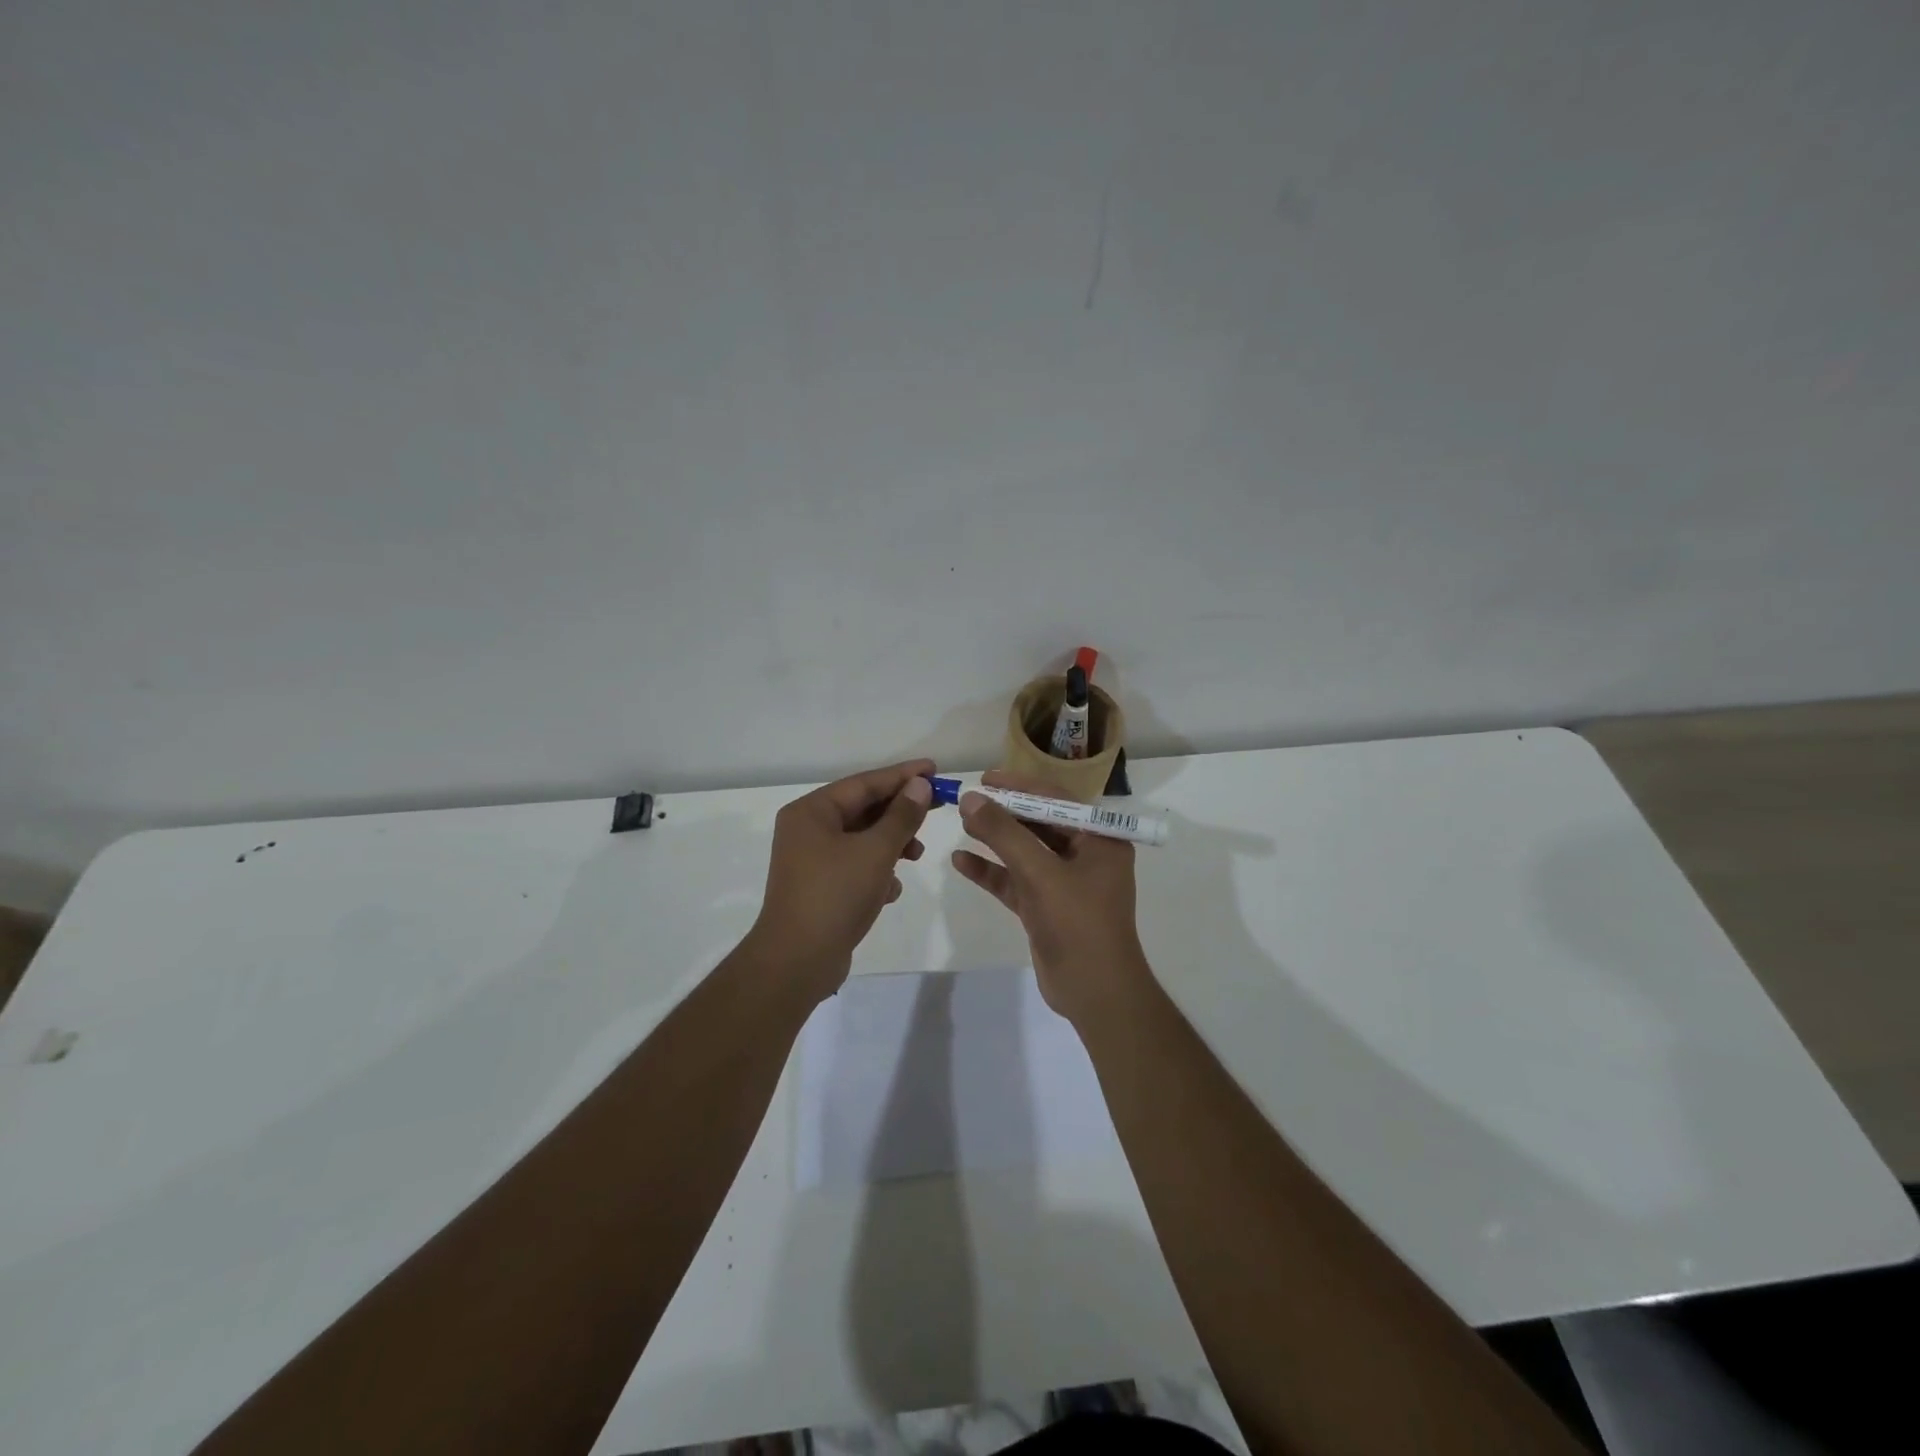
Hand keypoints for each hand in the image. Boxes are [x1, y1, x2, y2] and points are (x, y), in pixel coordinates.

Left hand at [749, 758, 933, 1002]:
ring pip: (862, 839)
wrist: (796, 962)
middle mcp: (807, 830)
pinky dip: (877, 871)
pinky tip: (891, 891)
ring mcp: (811, 860)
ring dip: (892, 844)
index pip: (864, 782)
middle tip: (937, 809)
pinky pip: (855, 866)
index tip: (934, 769)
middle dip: (900, 813)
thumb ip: (902, 816)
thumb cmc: (835, 895)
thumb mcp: (876, 851)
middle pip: (863, 809)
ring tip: (916, 856)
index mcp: (812, 812)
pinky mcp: (820, 887)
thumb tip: (920, 785)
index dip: (903, 775)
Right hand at [951, 771, 1152, 1025]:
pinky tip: (961, 861)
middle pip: (1039, 824)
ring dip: (995, 839)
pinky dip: (991, 872)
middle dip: (1004, 813)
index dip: (1020, 786)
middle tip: (968, 800)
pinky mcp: (1046, 908)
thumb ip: (1005, 834)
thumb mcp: (1040, 873)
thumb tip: (971, 799)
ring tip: (962, 823)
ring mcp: (1065, 884)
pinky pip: (1015, 881)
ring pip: (1024, 853)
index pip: (1057, 800)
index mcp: (1100, 839)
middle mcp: (1086, 856)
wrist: (1095, 992)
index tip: (985, 779)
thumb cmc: (1078, 923)